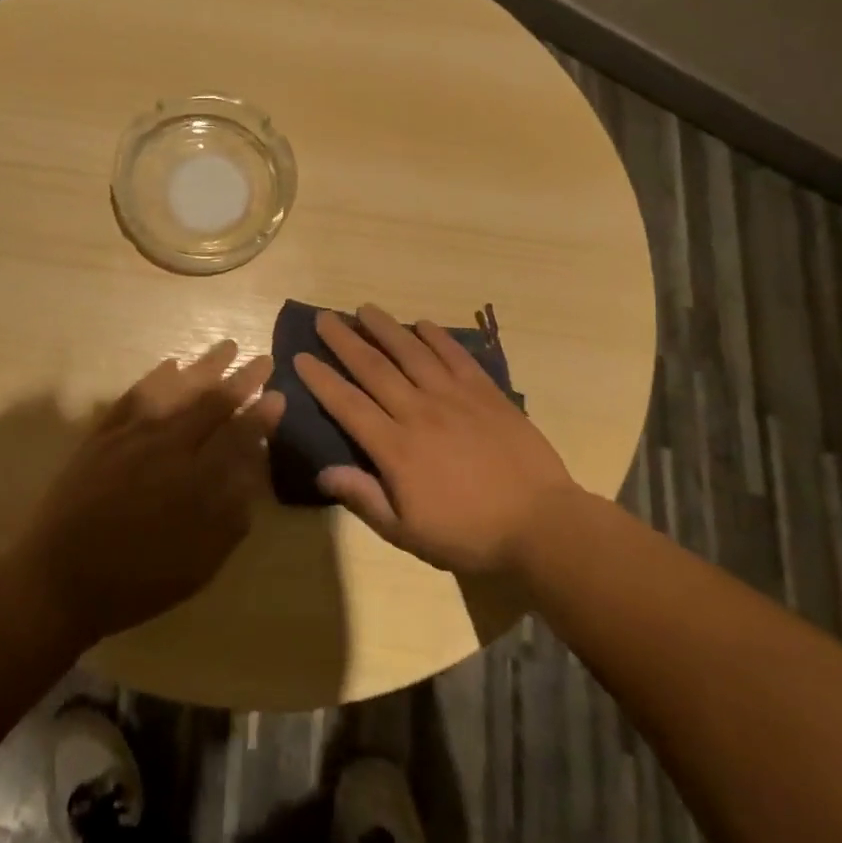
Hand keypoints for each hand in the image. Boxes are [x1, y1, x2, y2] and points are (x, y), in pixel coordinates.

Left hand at [14, 340, 284, 645]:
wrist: (60, 579)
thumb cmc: (137, 580)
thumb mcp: (198, 563)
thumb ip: (230, 514)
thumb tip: (252, 471)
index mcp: (195, 480)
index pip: (238, 435)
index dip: (261, 415)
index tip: (279, 396)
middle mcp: (167, 446)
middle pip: (211, 403)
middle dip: (241, 379)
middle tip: (263, 359)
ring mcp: (131, 435)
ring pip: (175, 390)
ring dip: (204, 367)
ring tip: (226, 348)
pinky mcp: (102, 434)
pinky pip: (134, 395)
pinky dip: (155, 377)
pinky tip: (170, 365)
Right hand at [294, 304, 579, 576]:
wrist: (541, 524)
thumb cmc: (468, 533)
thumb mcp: (407, 532)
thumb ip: (364, 498)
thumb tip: (323, 472)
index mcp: (395, 447)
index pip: (347, 404)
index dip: (321, 379)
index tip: (301, 356)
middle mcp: (418, 412)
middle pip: (373, 368)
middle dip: (344, 341)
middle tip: (324, 318)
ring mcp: (454, 397)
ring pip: (411, 353)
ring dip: (385, 328)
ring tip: (365, 309)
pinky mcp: (486, 393)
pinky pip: (456, 356)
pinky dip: (437, 337)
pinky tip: (422, 324)